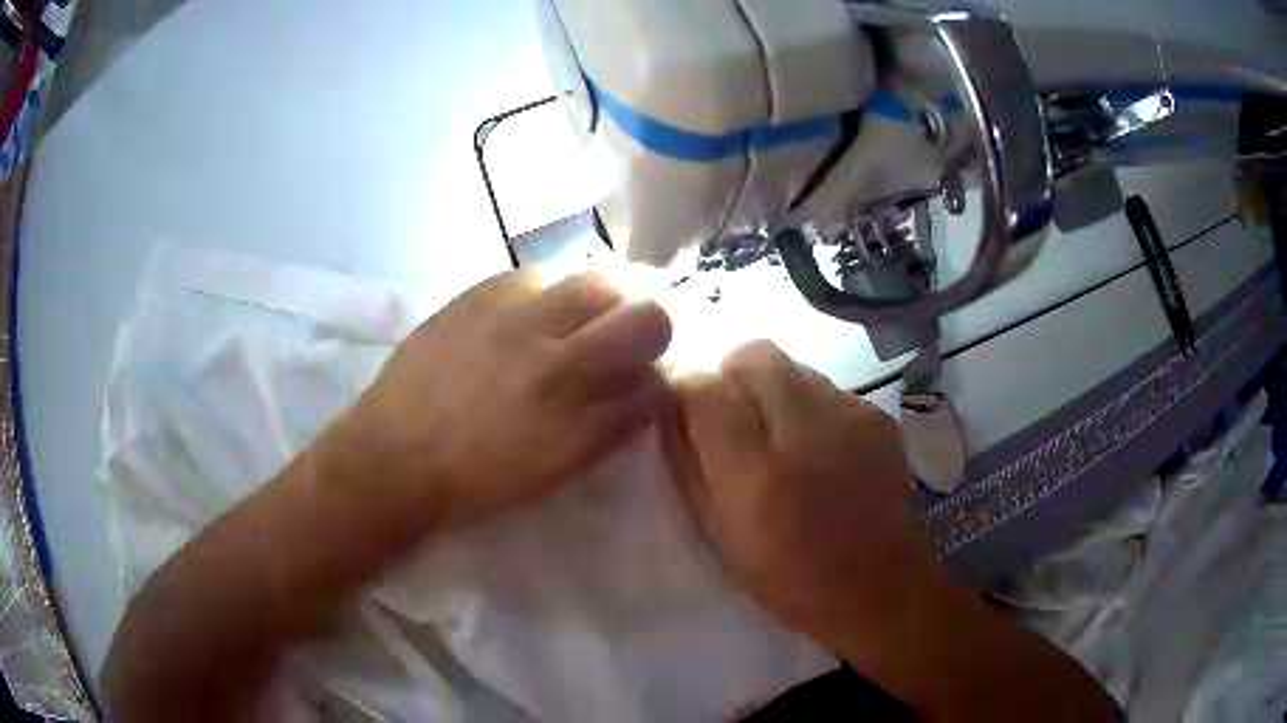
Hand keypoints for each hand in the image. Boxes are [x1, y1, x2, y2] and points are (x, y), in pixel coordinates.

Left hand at [339, 271, 671, 535]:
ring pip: (599, 282)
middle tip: (624, 337)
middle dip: (650, 327)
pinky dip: (547, 293)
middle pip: (647, 318)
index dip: (657, 380)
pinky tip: (526, 314)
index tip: (642, 381)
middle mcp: (560, 364)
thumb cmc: (473, 483)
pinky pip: (538, 275)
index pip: (656, 383)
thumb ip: (605, 430)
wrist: (392, 457)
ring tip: (575, 318)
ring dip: (602, 300)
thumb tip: (637, 391)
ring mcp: (520, 321)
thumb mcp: (553, 472)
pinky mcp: (481, 294)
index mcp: (580, 424)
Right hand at [666, 341, 952, 657]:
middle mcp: (806, 427)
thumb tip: (671, 410)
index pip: (703, 387)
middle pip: (753, 354)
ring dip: (773, 392)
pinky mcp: (877, 416)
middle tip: (734, 422)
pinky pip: (827, 389)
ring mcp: (850, 414)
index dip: (686, 391)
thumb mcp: (719, 533)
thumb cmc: (788, 577)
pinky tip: (821, 453)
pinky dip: (811, 408)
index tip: (685, 411)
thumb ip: (690, 465)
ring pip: (792, 367)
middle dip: (732, 377)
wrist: (879, 589)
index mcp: (756, 472)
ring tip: (781, 443)